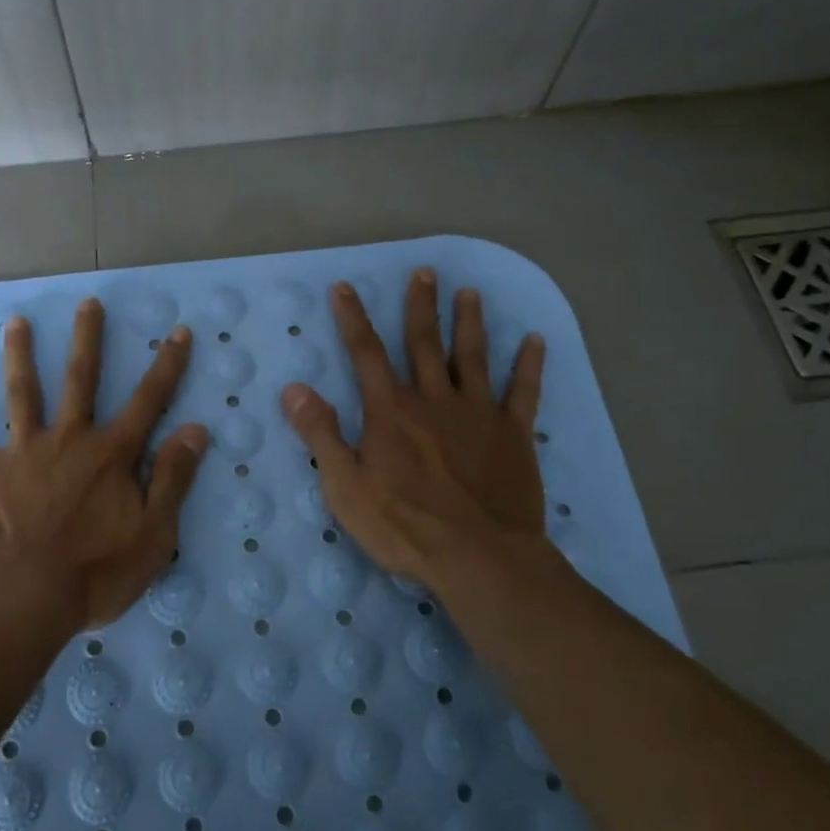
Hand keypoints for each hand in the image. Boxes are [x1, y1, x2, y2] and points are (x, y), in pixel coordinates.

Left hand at [0, 299, 208, 633]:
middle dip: (88, 339)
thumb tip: (196, 428)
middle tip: (88, 302)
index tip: (179, 332)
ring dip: (20, 356)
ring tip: (16, 323)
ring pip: (23, 393)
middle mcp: (70, 439)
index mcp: (112, 453)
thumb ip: (173, 477)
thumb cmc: (96, 572)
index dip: (168, 366)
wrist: (25, 599)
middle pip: (81, 380)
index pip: (149, 400)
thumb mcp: (154, 533)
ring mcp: (25, 451)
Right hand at [281, 269, 546, 589]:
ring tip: (470, 292)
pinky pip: (523, 392)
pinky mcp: (513, 434)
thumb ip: (320, 434)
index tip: (345, 287)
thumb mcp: (345, 486)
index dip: (353, 318)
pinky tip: (535, 341)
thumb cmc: (405, 526)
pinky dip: (529, 365)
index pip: (366, 353)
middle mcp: (434, 400)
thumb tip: (294, 388)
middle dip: (421, 306)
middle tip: (424, 272)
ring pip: (473, 357)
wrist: (479, 558)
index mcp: (391, 411)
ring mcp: (478, 414)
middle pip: (424, 343)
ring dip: (470, 323)